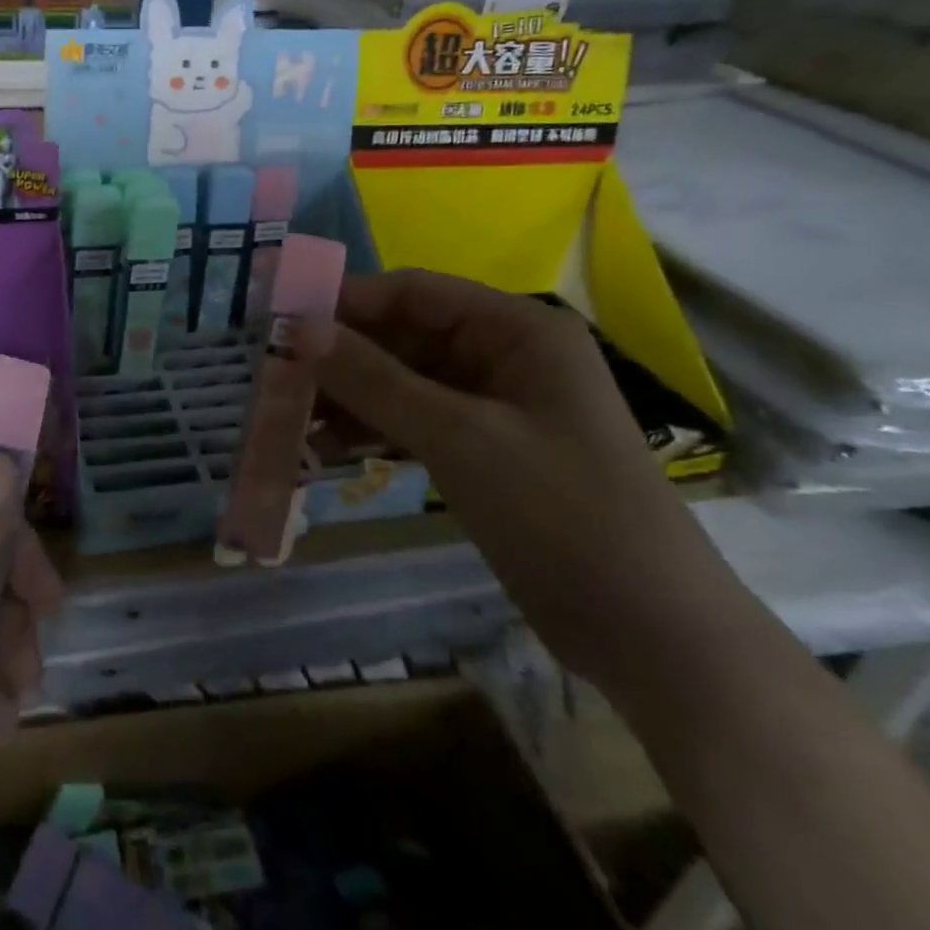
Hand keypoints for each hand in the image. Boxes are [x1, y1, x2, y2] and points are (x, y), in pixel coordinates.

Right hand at [303, 269, 752, 701]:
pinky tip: (328, 449)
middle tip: (275, 380)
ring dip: (351, 397)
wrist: (653, 636)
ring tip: (290, 420)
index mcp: (516, 330)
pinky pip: (416, 422)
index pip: (413, 292)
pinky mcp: (487, 451)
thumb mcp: (458, 438)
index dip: (346, 302)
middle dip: (341, 357)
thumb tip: (298, 326)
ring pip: (404, 382)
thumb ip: (374, 379)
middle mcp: (505, 356)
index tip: (280, 323)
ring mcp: (496, 407)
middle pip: (404, 337)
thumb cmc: (562, 515)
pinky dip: (375, 430)